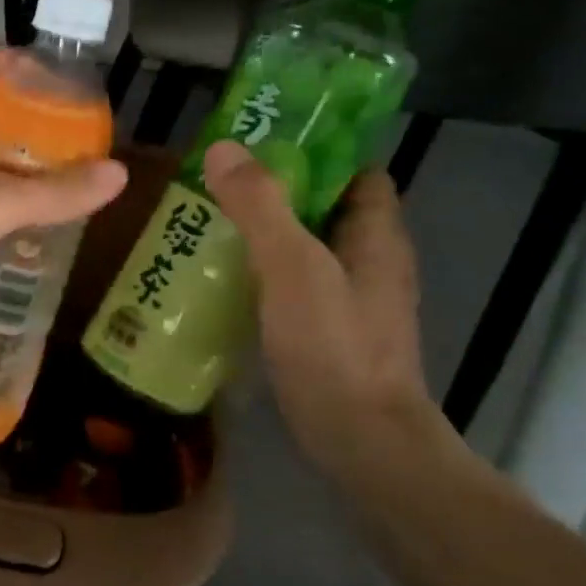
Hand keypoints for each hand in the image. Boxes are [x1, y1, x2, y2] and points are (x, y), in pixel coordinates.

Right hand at [201, 140, 445, 473]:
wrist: (360, 442)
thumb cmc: (334, 348)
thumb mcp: (293, 269)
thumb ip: (261, 208)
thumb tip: (225, 147)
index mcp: (376, 237)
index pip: (358, 173)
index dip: (319, 152)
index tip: (263, 144)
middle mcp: (371, 263)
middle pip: (327, 209)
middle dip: (279, 192)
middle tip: (219, 183)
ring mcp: (351, 302)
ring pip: (307, 250)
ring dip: (266, 234)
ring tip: (209, 224)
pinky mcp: (328, 333)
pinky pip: (294, 286)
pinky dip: (263, 274)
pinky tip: (222, 279)